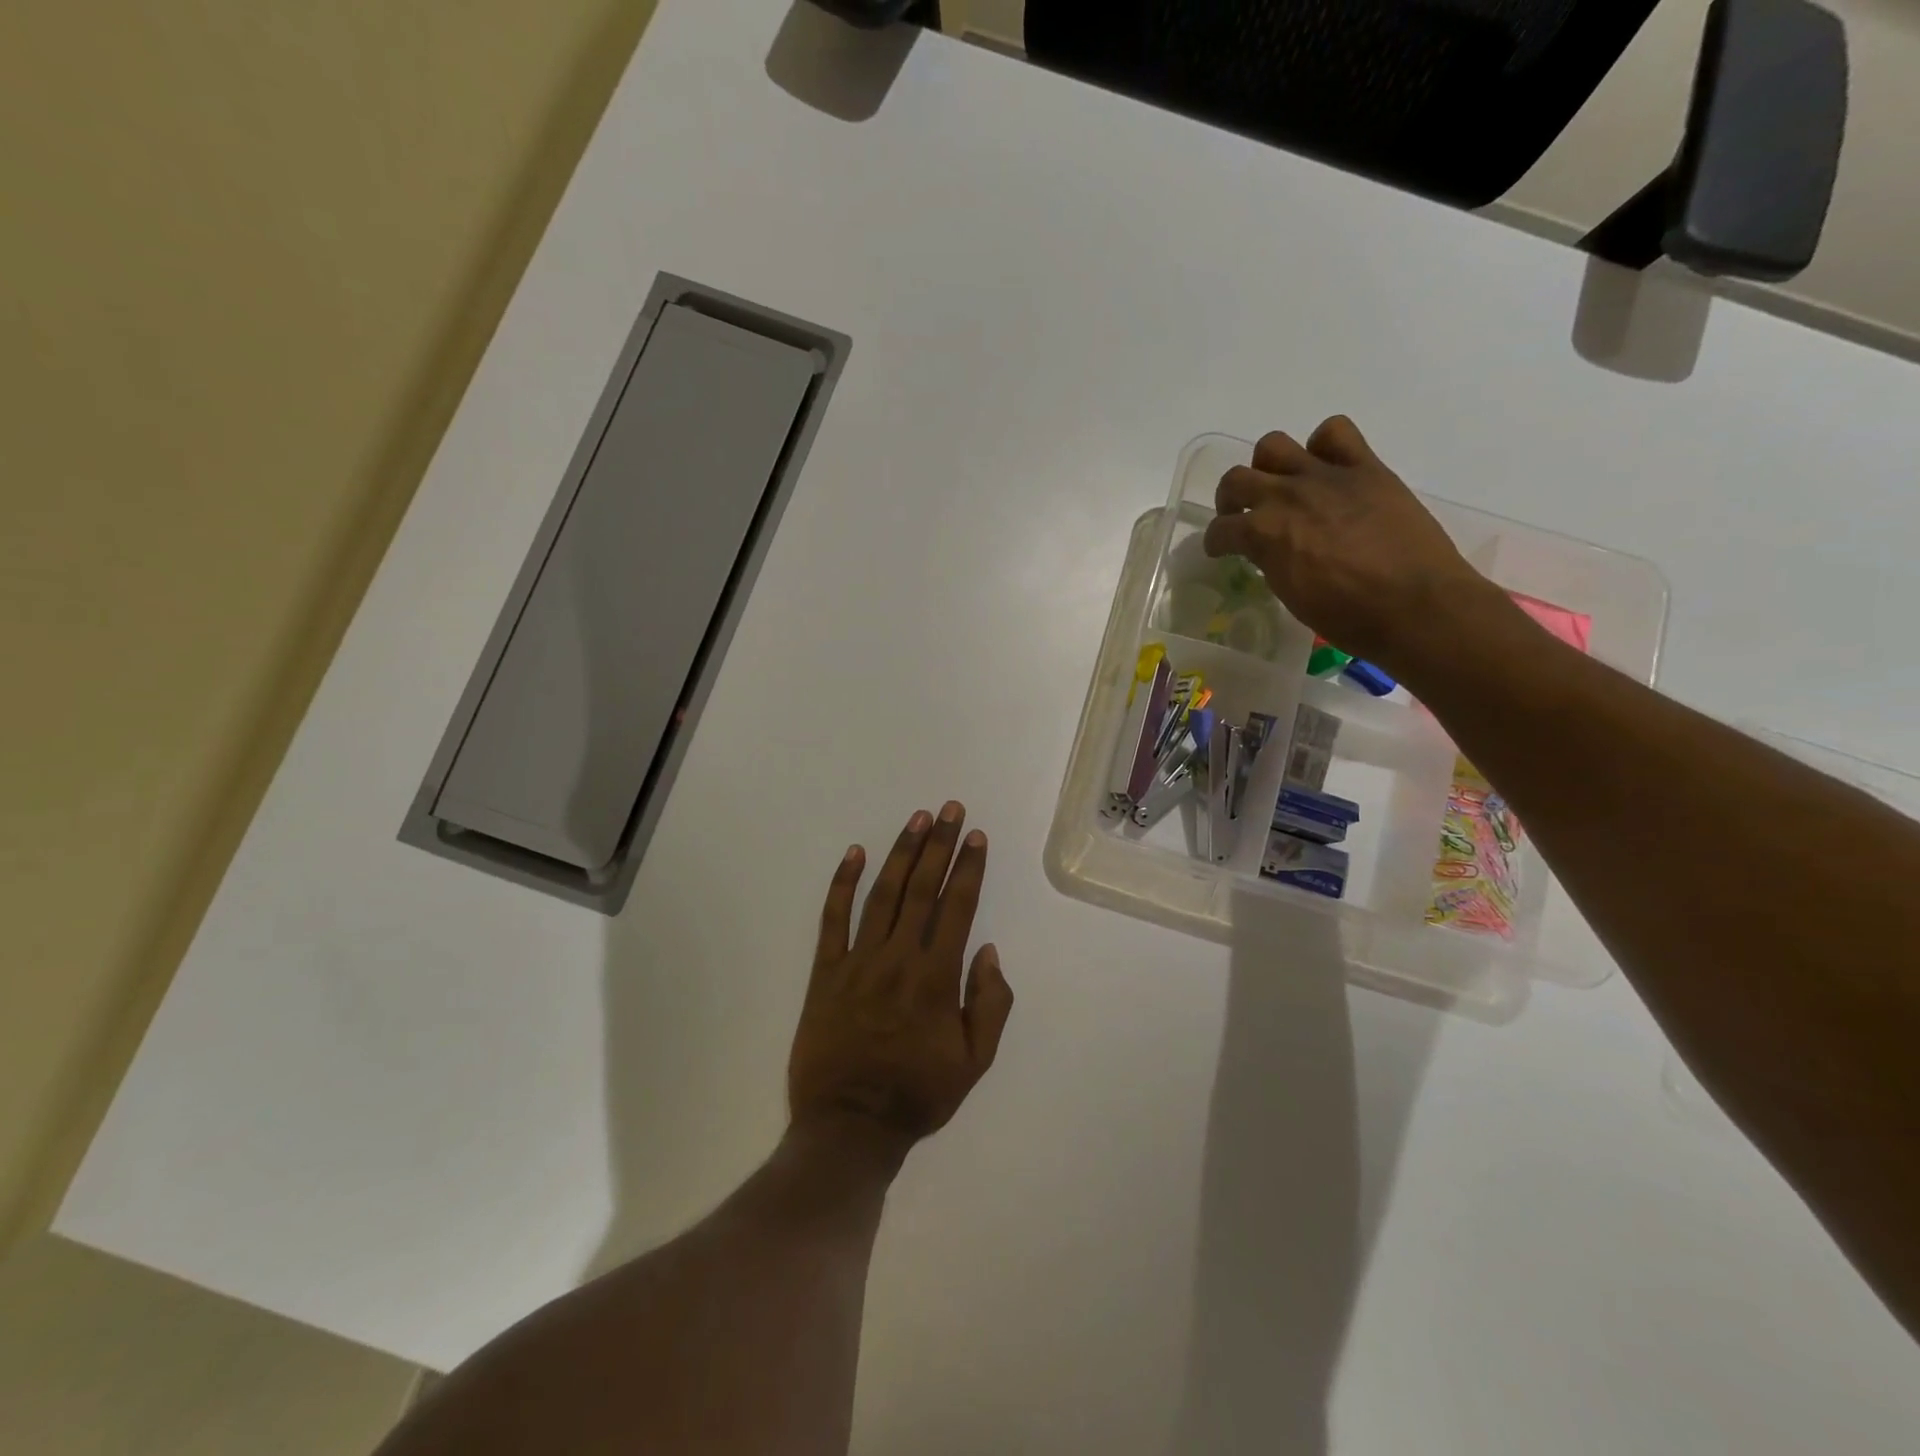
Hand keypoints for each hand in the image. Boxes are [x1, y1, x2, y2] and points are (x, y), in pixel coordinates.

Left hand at [789, 802, 1013, 1152]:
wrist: (849, 1126)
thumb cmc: (917, 1094)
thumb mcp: (974, 1062)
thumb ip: (989, 1004)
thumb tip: (986, 950)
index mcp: (936, 978)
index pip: (957, 907)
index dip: (968, 868)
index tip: (975, 836)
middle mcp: (898, 958)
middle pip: (922, 889)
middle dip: (939, 844)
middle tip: (949, 809)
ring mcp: (858, 961)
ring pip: (883, 894)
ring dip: (901, 853)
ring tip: (916, 819)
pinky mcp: (825, 971)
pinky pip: (833, 919)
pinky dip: (842, 883)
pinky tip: (854, 853)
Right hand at [1203, 416, 1510, 682]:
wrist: (1414, 605)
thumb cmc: (1347, 616)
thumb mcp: (1291, 595)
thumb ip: (1272, 562)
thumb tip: (1270, 550)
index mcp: (1262, 534)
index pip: (1220, 530)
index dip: (1217, 542)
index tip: (1221, 549)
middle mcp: (1285, 496)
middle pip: (1236, 479)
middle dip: (1231, 499)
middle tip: (1242, 514)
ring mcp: (1325, 476)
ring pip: (1273, 446)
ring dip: (1268, 466)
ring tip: (1281, 486)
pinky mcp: (1366, 468)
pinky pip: (1335, 433)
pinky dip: (1324, 445)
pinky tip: (1327, 469)